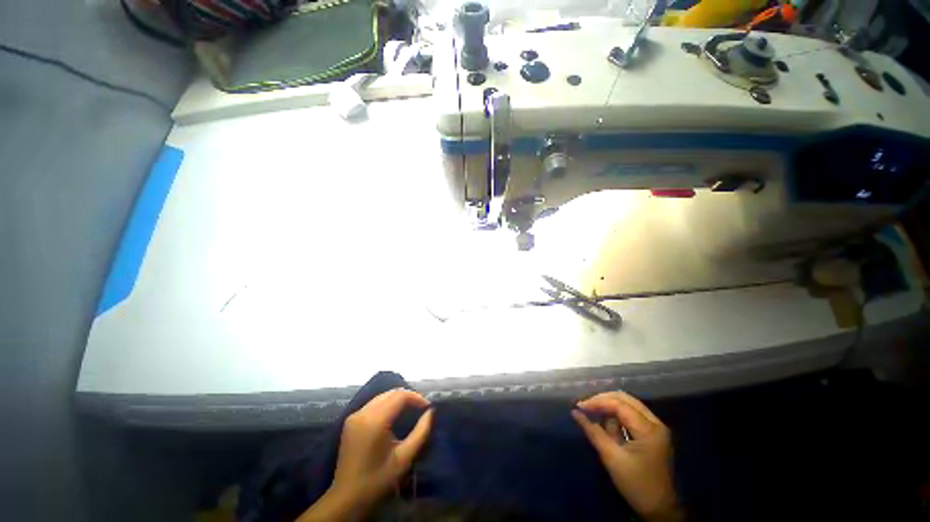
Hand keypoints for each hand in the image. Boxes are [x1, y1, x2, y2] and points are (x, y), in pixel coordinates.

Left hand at [298, 389, 433, 521]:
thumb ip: (420, 433)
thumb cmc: (377, 480)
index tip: (428, 407)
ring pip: (381, 396)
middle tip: (421, 407)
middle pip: (390, 393)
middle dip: (408, 397)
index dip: (416, 397)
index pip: (399, 396)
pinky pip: (373, 404)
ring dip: (397, 399)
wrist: (346, 498)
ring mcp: (354, 416)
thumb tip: (431, 412)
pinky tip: (394, 414)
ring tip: (411, 409)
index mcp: (375, 422)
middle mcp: (362, 413)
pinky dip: (387, 404)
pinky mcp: (350, 420)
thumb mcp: (404, 458)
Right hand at [572, 392, 680, 521]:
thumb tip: (575, 413)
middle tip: (585, 407)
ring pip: (628, 405)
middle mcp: (655, 423)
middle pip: (625, 399)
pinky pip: (631, 415)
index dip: (597, 402)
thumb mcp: (612, 458)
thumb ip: (593, 432)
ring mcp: (656, 427)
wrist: (660, 510)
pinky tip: (607, 424)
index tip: (579, 406)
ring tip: (595, 419)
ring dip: (610, 409)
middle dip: (603, 401)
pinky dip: (617, 416)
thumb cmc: (636, 485)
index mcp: (649, 429)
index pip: (619, 405)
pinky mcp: (652, 433)